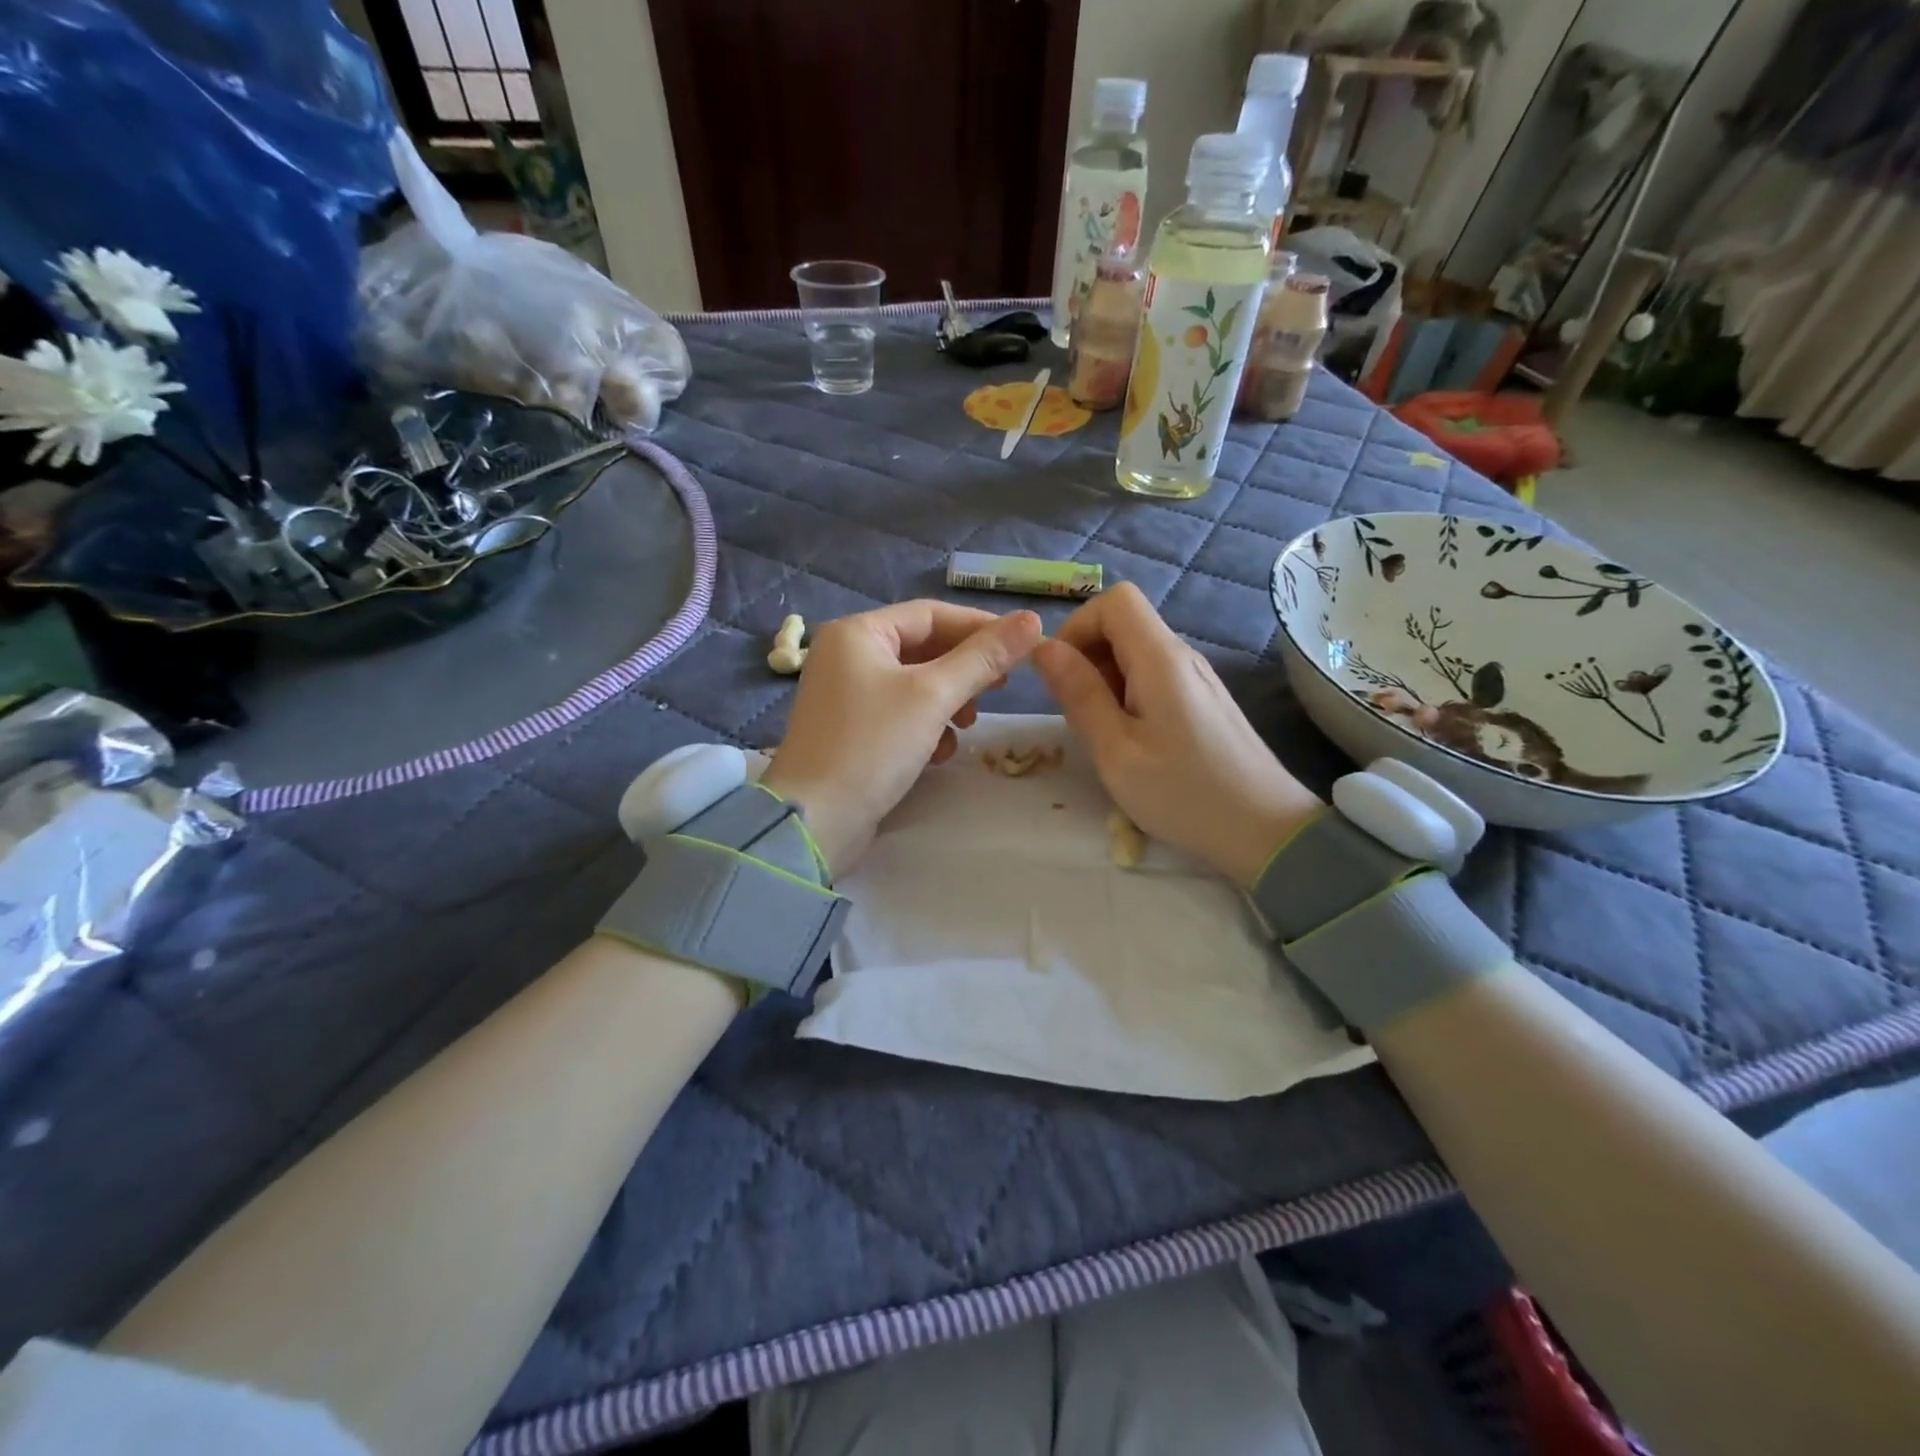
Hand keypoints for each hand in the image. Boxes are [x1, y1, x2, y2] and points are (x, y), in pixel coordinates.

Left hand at [761, 601, 1042, 875]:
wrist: (816, 820)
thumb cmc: (872, 745)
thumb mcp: (933, 696)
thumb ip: (983, 658)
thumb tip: (1033, 620)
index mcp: (858, 633)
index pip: (931, 614)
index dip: (980, 627)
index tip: (1023, 646)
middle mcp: (847, 656)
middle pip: (923, 649)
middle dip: (964, 671)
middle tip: (999, 690)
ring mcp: (847, 695)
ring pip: (916, 685)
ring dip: (948, 703)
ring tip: (966, 726)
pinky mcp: (852, 731)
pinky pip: (900, 714)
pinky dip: (925, 727)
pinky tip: (937, 754)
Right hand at [1032, 583, 1321, 885]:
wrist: (1265, 831)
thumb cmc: (1184, 793)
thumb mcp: (1116, 750)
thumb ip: (1079, 694)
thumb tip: (1045, 648)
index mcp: (1160, 658)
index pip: (1115, 600)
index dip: (1078, 626)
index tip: (1060, 672)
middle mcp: (1182, 656)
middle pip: (1125, 623)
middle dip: (1088, 656)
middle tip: (1078, 712)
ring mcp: (1197, 679)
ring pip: (1137, 653)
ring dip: (1106, 680)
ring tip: (1104, 733)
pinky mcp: (1204, 701)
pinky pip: (1155, 678)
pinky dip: (1129, 696)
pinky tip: (1132, 742)